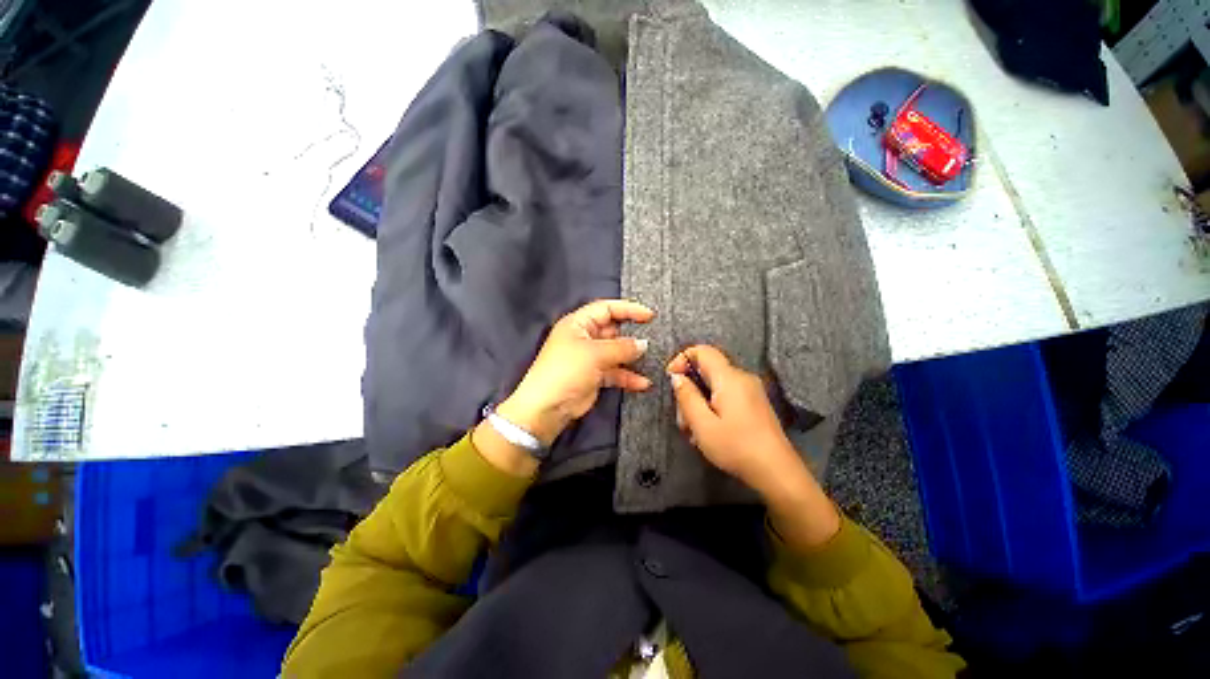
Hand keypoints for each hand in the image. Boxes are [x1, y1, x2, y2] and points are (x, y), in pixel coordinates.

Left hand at [475, 299, 654, 475]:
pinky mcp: (594, 376)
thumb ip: (622, 347)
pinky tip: (643, 383)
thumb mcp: (595, 354)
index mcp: (578, 323)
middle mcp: (584, 337)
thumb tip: (644, 344)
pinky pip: (615, 372)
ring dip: (632, 358)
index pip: (606, 308)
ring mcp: (590, 357)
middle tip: (654, 337)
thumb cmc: (567, 371)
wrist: (547, 408)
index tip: (649, 315)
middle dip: (632, 334)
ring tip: (652, 360)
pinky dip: (628, 376)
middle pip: (613, 330)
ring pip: (616, 352)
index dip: (628, 309)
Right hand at [666, 345, 798, 493]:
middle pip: (706, 371)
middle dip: (689, 390)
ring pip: (714, 386)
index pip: (703, 351)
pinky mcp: (754, 403)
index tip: (671, 379)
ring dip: (699, 403)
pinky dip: (712, 407)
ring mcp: (751, 390)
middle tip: (683, 418)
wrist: (777, 472)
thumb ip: (686, 396)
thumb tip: (677, 377)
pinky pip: (726, 395)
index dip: (682, 359)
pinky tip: (709, 431)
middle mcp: (742, 377)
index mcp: (729, 378)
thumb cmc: (736, 447)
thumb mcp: (702, 424)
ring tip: (695, 432)